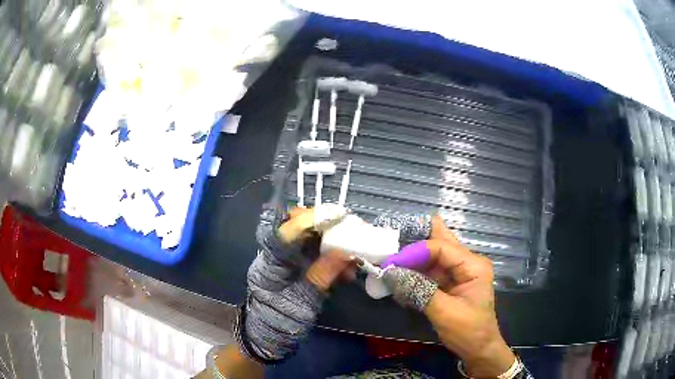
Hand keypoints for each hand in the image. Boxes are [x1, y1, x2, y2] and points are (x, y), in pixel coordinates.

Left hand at [237, 207, 352, 361]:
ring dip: (334, 242)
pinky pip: (316, 254)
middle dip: (327, 225)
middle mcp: (277, 254)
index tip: (340, 216)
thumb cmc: (281, 321)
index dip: (313, 219)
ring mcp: (287, 260)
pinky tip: (347, 269)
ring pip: (310, 238)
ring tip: (354, 254)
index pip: (288, 229)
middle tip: (352, 230)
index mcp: (271, 261)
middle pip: (299, 227)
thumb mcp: (303, 302)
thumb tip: (345, 251)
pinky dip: (334, 258)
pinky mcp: (296, 267)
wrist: (269, 337)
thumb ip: (322, 275)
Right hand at [384, 215, 514, 377]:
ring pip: (432, 256)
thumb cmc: (468, 331)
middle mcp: (466, 263)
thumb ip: (419, 290)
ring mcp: (458, 273)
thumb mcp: (444, 312)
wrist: (477, 349)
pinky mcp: (449, 284)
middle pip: (440, 242)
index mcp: (473, 265)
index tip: (391, 262)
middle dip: (415, 240)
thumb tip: (391, 273)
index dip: (415, 252)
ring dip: (412, 258)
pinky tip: (398, 274)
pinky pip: (429, 272)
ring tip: (389, 258)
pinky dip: (414, 272)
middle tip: (391, 239)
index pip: (441, 247)